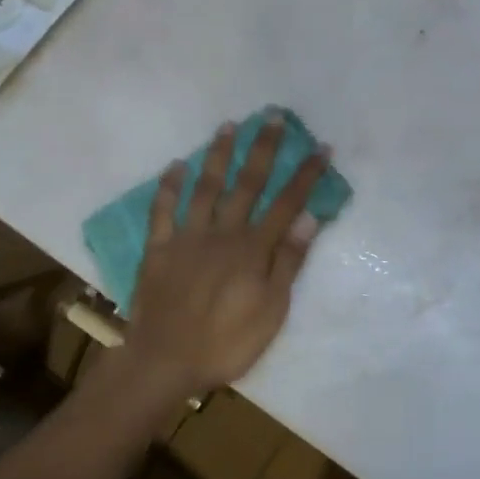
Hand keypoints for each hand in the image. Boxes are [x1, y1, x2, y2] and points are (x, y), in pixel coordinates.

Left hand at [124, 115, 329, 398]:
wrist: (165, 361)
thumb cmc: (227, 343)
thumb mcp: (272, 310)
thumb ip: (288, 261)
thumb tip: (309, 217)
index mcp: (252, 248)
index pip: (286, 203)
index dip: (305, 174)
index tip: (321, 147)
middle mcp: (222, 232)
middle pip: (246, 183)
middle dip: (263, 148)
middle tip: (272, 116)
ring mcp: (187, 237)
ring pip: (205, 187)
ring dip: (218, 154)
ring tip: (228, 126)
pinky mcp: (158, 248)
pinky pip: (163, 210)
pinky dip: (169, 186)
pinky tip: (176, 165)